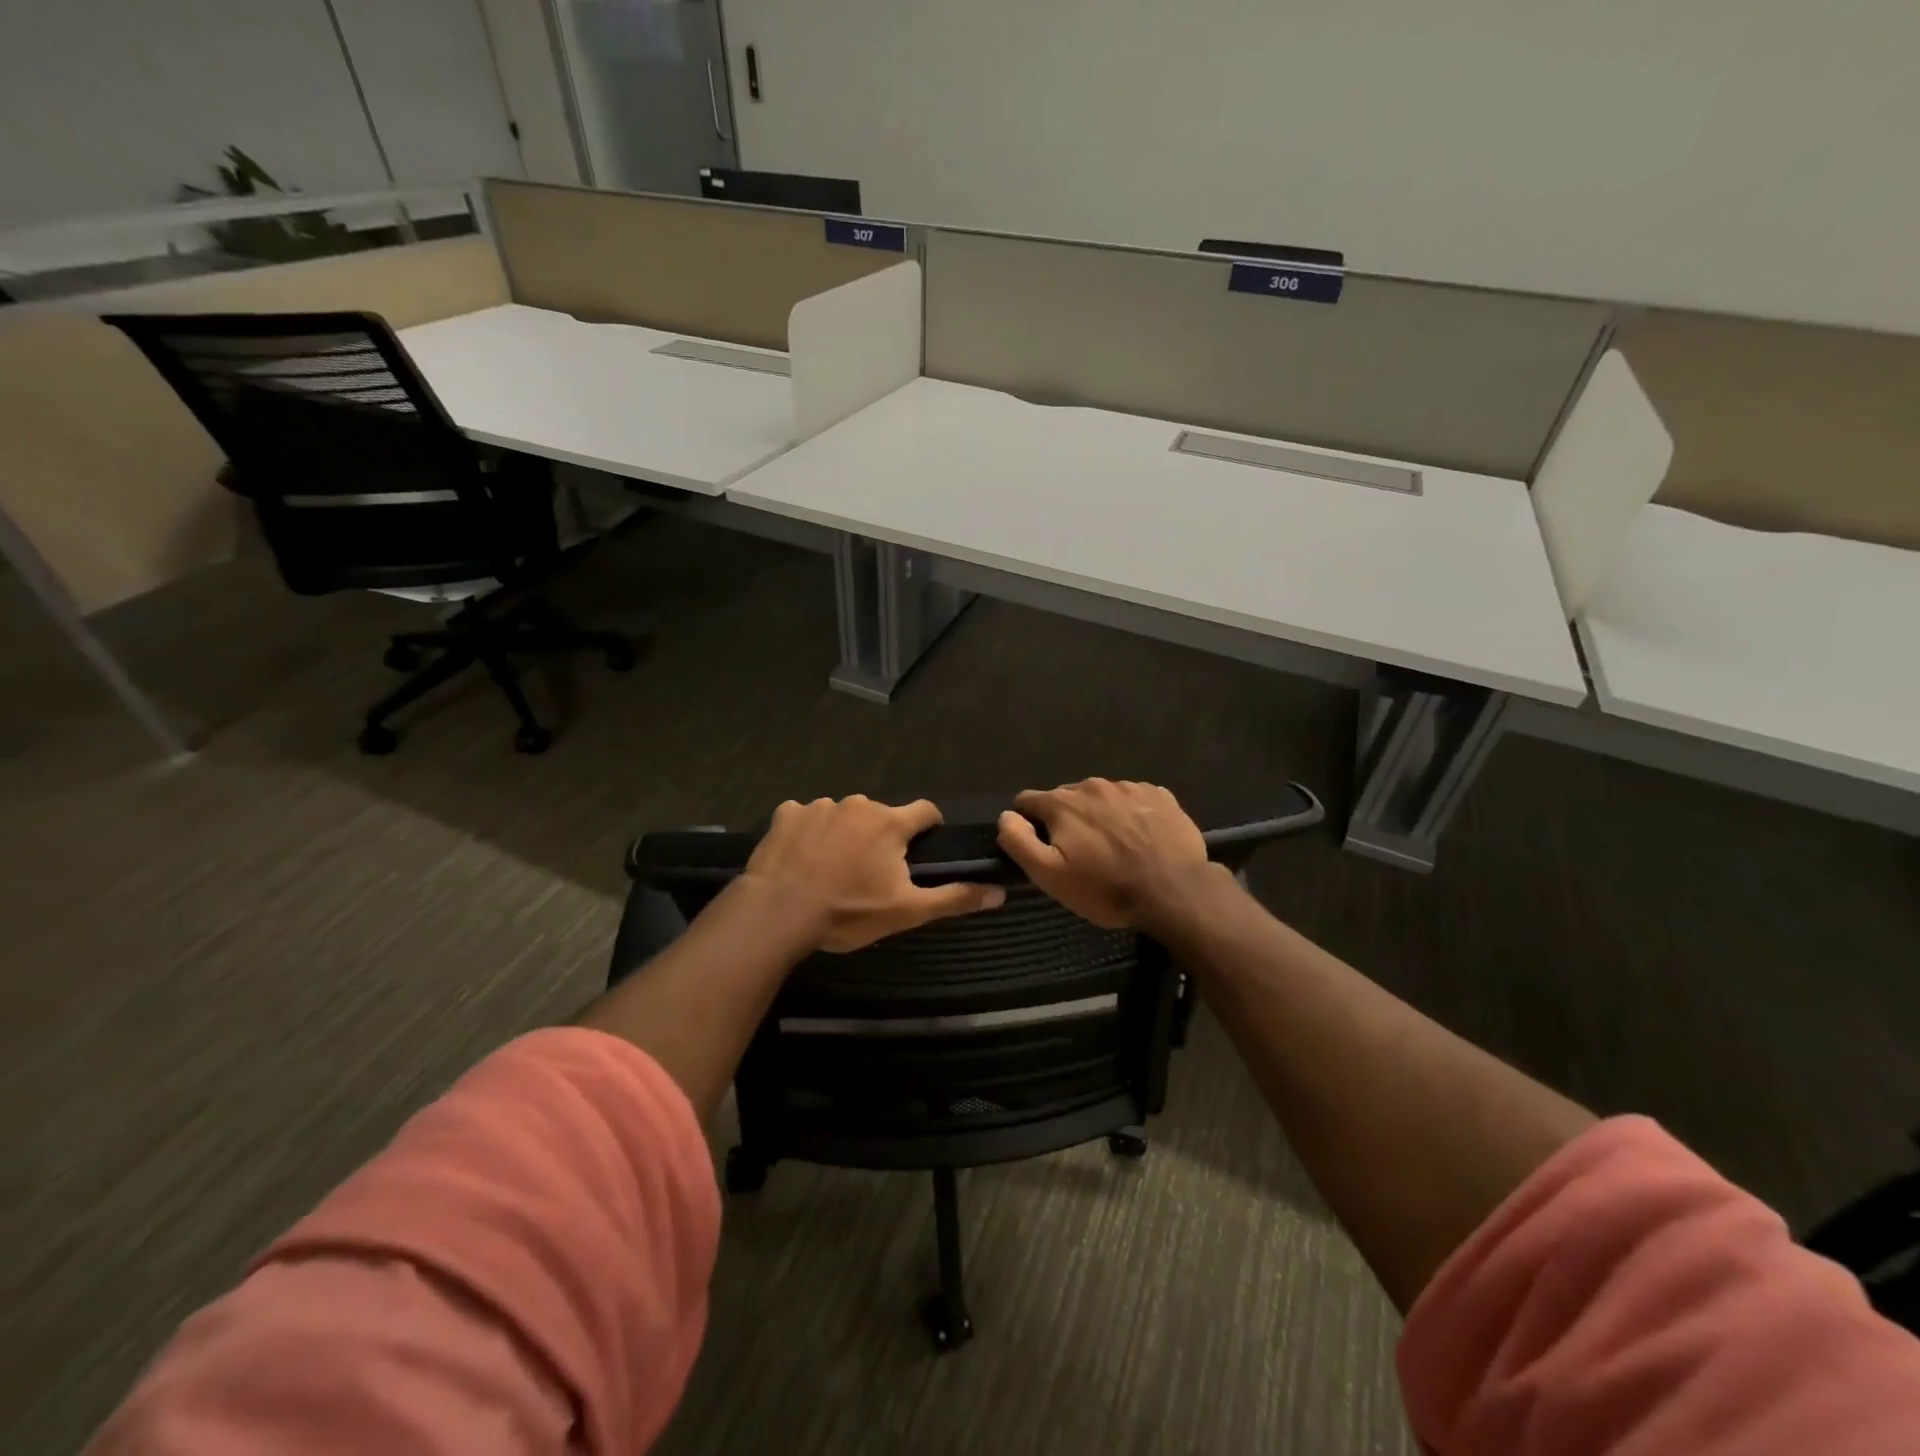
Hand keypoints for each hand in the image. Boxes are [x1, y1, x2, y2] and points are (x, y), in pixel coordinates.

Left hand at [744, 796, 1004, 952]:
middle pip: (881, 815)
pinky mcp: (786, 813)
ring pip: (843, 815)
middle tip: (869, 873)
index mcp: (891, 822)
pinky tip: (801, 859)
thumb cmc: (848, 912)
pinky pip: (806, 817)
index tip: (922, 850)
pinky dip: (808, 833)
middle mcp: (858, 803)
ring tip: (830, 869)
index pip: (926, 810)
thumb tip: (999, 892)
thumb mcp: (906, 912)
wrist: (778, 912)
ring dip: (844, 834)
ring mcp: (819, 805)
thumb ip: (954, 898)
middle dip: (881, 837)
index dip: (928, 828)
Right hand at [997, 778, 1210, 928]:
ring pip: (1100, 797)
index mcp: (1062, 803)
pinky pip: (1133, 799)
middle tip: (1081, 854)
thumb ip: (1019, 841)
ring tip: (1114, 848)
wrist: (1175, 892)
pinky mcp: (1160, 795)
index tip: (1043, 848)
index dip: (1028, 824)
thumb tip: (1006, 816)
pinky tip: (1141, 840)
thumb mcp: (1050, 876)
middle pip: (1065, 798)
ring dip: (1099, 816)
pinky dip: (1130, 814)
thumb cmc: (1106, 888)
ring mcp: (1129, 787)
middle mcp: (1093, 785)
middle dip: (1066, 820)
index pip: (1027, 800)